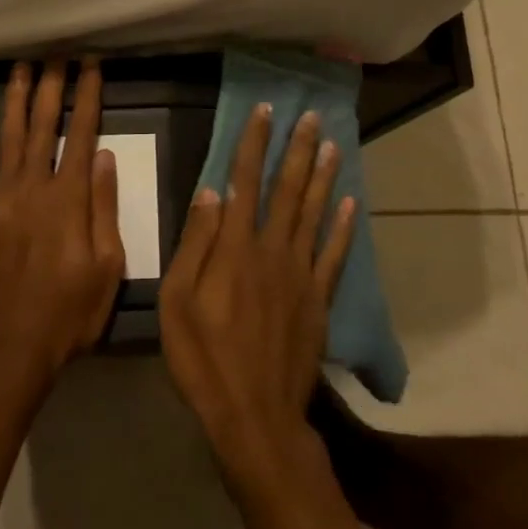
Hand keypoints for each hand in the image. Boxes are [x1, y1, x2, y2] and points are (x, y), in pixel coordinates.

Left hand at [0, 60, 125, 404]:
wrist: (5, 352)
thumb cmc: (66, 314)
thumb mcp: (108, 268)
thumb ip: (105, 209)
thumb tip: (105, 157)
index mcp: (70, 199)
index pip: (82, 134)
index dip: (88, 96)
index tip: (92, 66)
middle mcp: (33, 188)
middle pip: (44, 126)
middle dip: (52, 86)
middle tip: (56, 54)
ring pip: (8, 137)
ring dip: (16, 99)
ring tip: (22, 66)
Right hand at [159, 103, 357, 484]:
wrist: (255, 415)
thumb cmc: (204, 359)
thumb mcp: (176, 302)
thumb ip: (195, 244)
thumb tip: (210, 191)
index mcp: (235, 248)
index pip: (244, 181)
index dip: (254, 144)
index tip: (265, 112)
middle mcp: (272, 250)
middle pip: (286, 189)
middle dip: (297, 149)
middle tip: (310, 116)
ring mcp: (300, 274)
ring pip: (313, 213)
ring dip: (322, 177)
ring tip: (332, 144)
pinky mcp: (318, 299)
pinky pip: (334, 255)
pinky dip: (343, 227)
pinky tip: (351, 203)